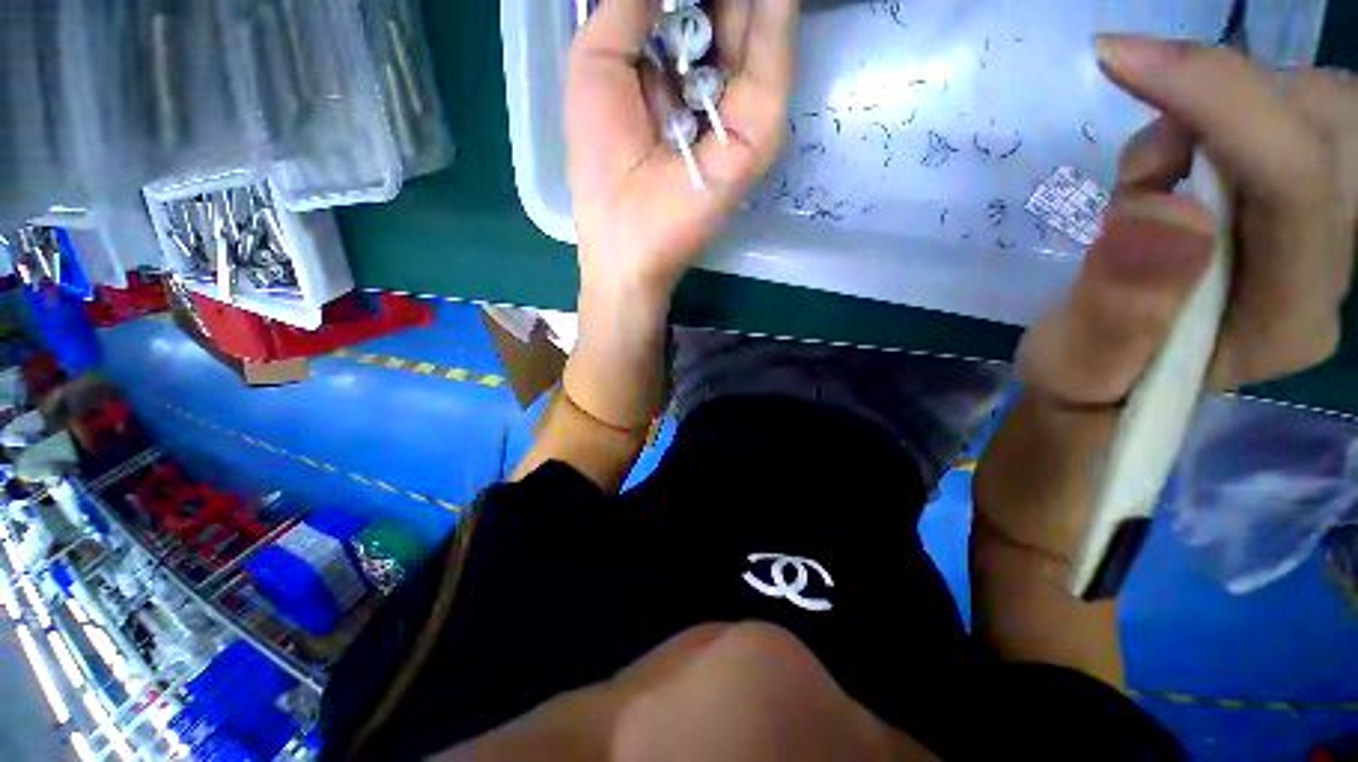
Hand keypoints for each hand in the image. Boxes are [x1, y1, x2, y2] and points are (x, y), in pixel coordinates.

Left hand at [566, 0, 799, 304]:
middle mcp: (709, 85)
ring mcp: (738, 110)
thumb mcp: (598, 64)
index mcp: (669, 71)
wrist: (628, 235)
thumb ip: (628, 5)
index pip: (693, 7)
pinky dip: (774, 16)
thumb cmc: (601, 160)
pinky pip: (771, 62)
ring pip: (757, 29)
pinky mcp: (758, 133)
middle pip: (730, 13)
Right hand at [1019, 36, 1357, 407]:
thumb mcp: (1077, 365)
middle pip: (1330, 127)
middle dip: (1232, 101)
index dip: (1220, 104)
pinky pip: (1281, 119)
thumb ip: (1118, 309)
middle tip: (1149, 149)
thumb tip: (1163, 209)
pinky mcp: (1290, 209)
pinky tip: (1168, 168)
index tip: (1122, 59)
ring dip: (1219, 109)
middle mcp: (1326, 269)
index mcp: (1285, 321)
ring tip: (1150, 174)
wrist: (1107, 383)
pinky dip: (1212, 118)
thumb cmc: (1086, 386)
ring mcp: (1317, 235)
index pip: (1296, 185)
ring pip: (1311, 110)